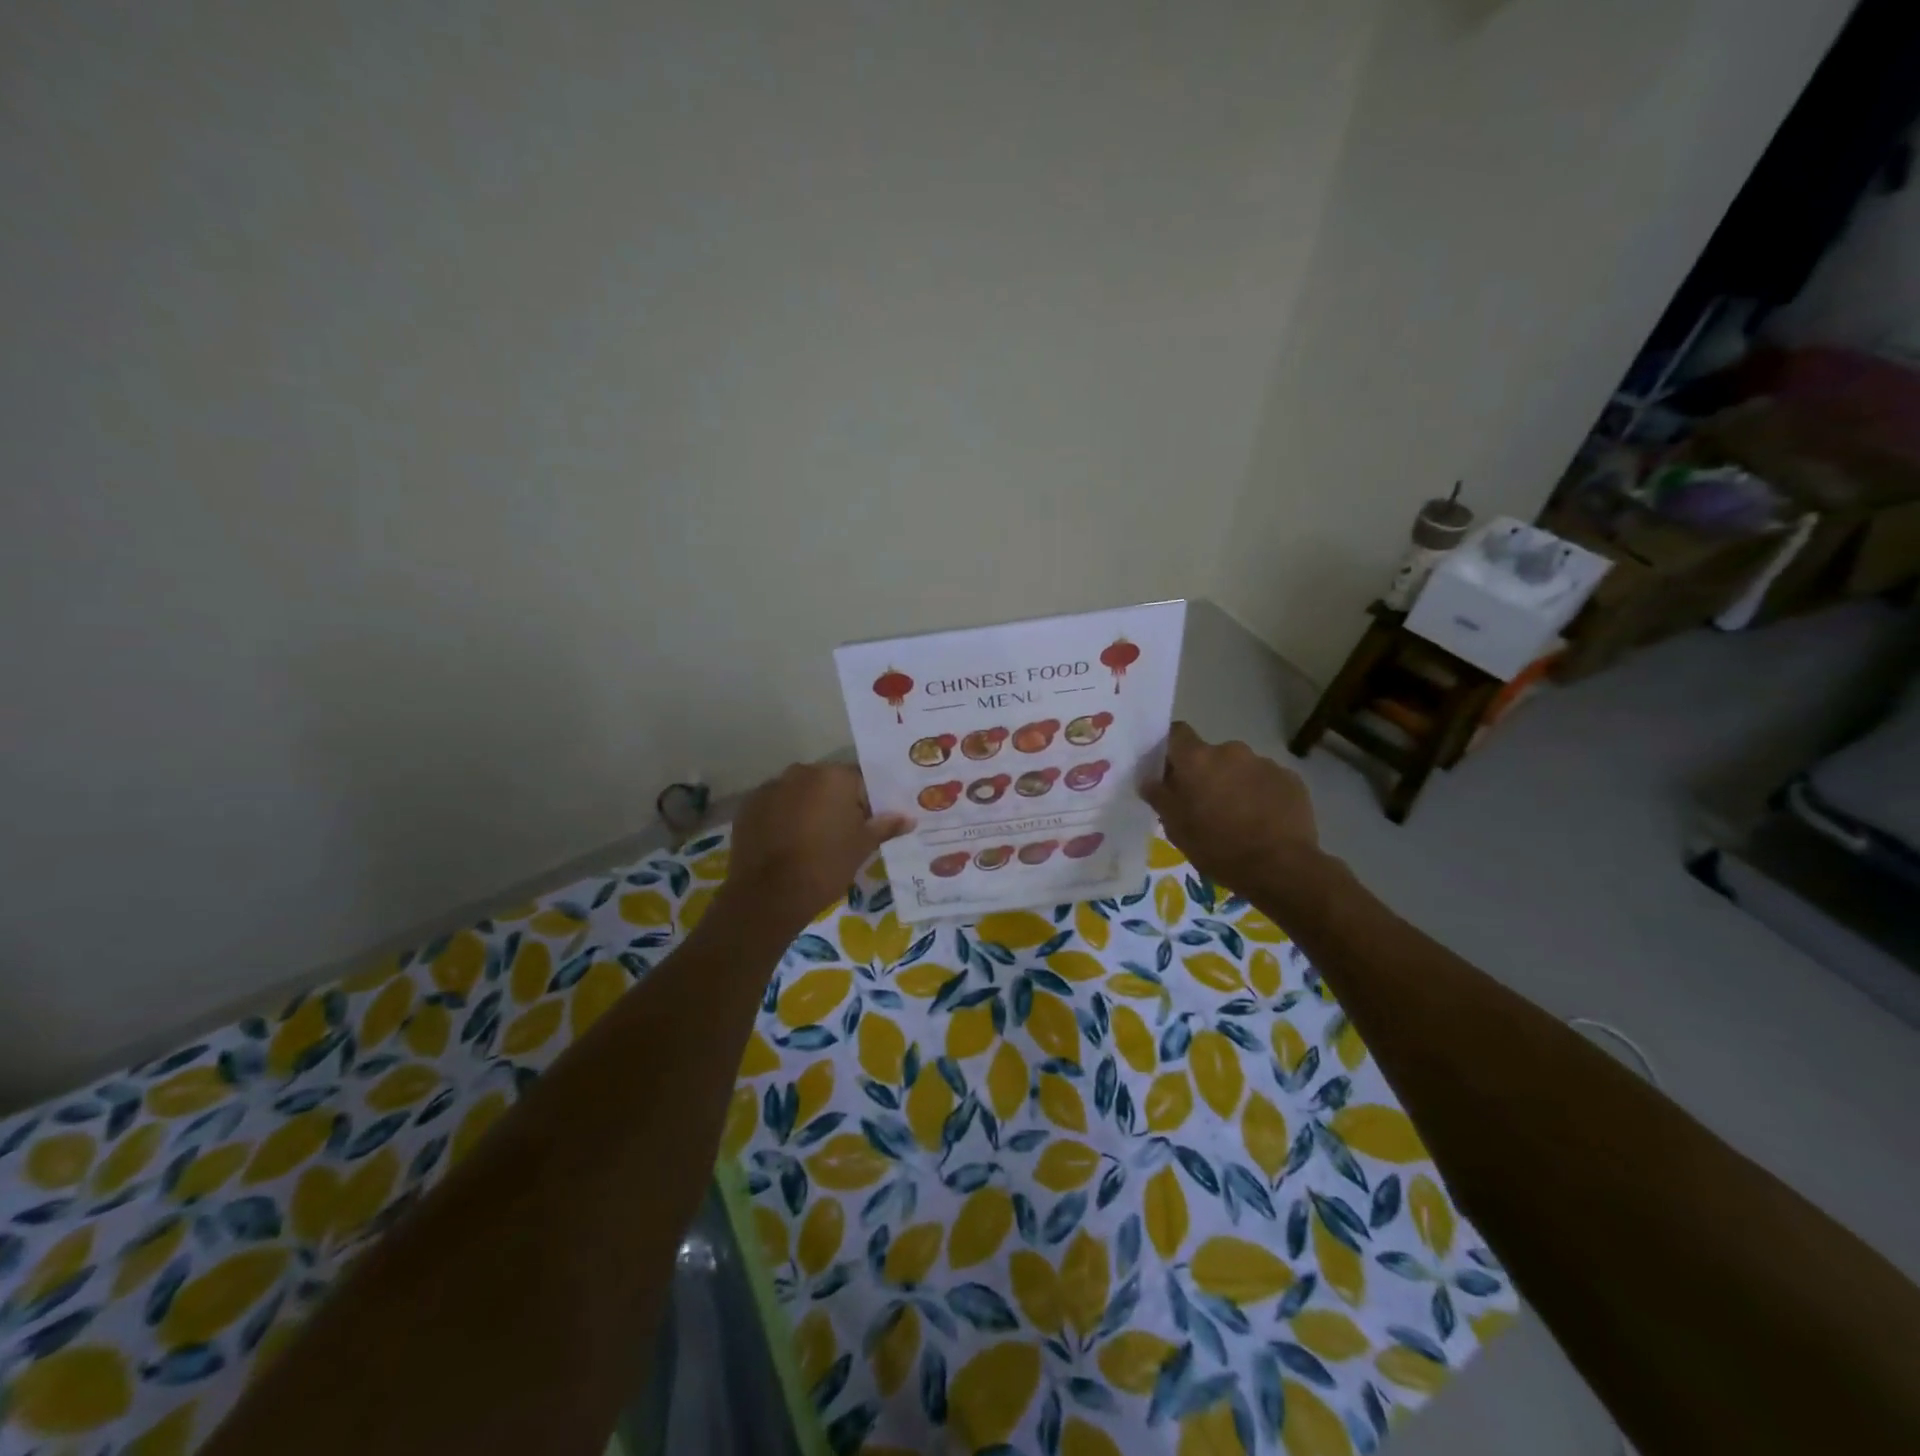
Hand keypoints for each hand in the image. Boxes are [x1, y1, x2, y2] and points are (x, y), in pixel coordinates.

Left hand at [719, 763, 910, 932]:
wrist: (769, 895)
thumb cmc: (825, 866)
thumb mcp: (862, 847)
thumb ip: (885, 826)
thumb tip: (908, 818)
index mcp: (834, 777)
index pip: (859, 781)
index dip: (866, 803)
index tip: (865, 825)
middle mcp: (802, 772)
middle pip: (827, 783)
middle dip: (835, 802)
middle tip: (840, 834)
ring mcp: (771, 787)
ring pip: (799, 793)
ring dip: (807, 808)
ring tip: (810, 841)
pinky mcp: (748, 806)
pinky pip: (774, 805)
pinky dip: (782, 817)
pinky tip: (786, 843)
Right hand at [1141, 722, 1319, 896]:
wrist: (1281, 867)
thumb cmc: (1217, 847)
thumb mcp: (1176, 828)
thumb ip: (1159, 797)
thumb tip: (1149, 780)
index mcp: (1197, 760)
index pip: (1176, 733)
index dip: (1171, 749)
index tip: (1169, 771)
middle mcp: (1230, 751)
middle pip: (1210, 755)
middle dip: (1206, 774)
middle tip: (1204, 805)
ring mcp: (1264, 763)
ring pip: (1240, 768)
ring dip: (1234, 784)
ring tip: (1238, 817)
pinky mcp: (1291, 779)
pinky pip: (1266, 781)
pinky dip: (1260, 795)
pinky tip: (1263, 822)